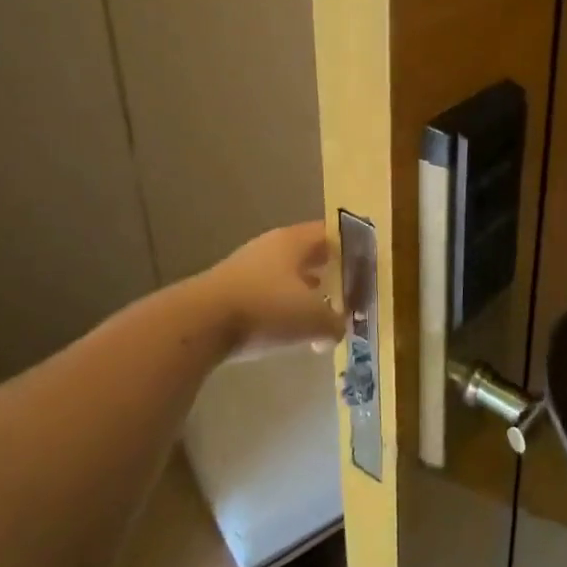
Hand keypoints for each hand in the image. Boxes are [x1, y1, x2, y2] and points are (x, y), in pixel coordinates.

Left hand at [203, 222, 344, 356]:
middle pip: (309, 255)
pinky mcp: (229, 291)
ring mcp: (247, 267)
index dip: (352, 248)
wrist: (199, 324)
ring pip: (287, 276)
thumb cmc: (266, 309)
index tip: (367, 267)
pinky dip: (281, 309)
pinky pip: (267, 295)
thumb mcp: (314, 319)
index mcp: (295, 241)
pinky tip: (288, 332)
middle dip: (329, 273)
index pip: (332, 234)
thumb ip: (335, 323)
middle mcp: (272, 246)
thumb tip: (339, 329)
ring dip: (305, 294)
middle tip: (349, 293)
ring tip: (321, 317)